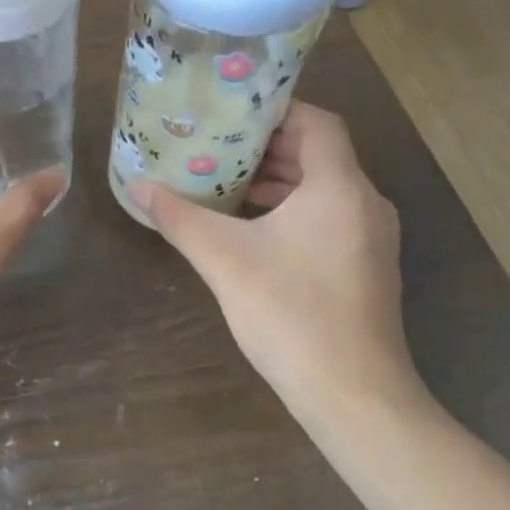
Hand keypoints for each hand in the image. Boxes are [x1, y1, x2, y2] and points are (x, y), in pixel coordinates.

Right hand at [131, 103, 419, 427]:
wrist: (355, 398)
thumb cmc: (291, 314)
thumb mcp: (223, 259)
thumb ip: (179, 217)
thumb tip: (137, 186)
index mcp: (339, 189)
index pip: (318, 122)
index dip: (277, 111)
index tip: (232, 113)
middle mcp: (365, 204)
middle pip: (319, 154)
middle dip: (268, 147)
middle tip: (217, 145)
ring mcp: (372, 239)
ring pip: (324, 188)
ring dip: (278, 180)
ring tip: (227, 183)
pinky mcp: (367, 267)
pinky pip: (330, 216)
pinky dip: (293, 209)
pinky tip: (252, 229)